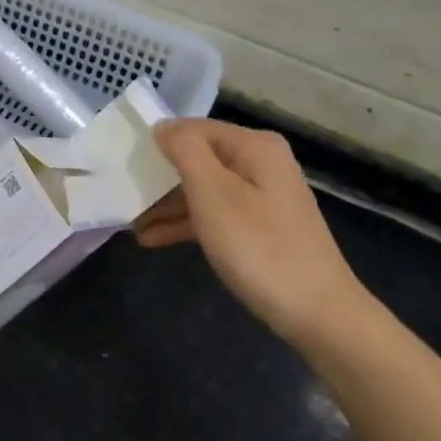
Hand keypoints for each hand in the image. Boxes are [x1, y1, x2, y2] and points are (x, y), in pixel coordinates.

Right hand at [135, 119, 369, 350]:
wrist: (318, 314)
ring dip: (167, 205)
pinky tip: (154, 239)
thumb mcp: (213, 194)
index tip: (122, 161)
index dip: (158, 142)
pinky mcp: (261, 228)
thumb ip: (185, 152)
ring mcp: (263, 197)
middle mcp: (261, 163)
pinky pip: (215, 214)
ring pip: (204, 190)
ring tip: (131, 223)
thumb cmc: (259, 248)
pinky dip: (187, 224)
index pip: (193, 129)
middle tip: (123, 195)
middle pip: (198, 159)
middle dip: (160, 178)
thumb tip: (163, 126)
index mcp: (254, 147)